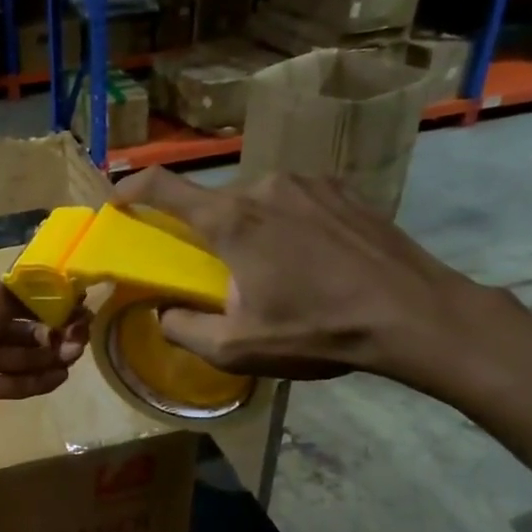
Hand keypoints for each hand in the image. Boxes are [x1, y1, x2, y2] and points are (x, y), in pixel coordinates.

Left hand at [0, 272, 88, 407]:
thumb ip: (28, 300)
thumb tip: (63, 297)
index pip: (24, 301)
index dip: (53, 306)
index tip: (81, 311)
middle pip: (26, 330)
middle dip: (55, 333)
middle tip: (80, 339)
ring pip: (20, 358)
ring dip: (50, 356)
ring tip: (75, 356)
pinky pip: (9, 383)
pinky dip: (35, 381)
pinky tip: (61, 377)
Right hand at [113, 169, 497, 391]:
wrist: (414, 314)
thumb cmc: (319, 330)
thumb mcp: (237, 348)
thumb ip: (184, 329)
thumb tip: (162, 312)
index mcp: (232, 221)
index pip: (164, 189)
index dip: (132, 189)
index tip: (117, 200)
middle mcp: (265, 187)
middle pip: (216, 206)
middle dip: (210, 237)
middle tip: (226, 277)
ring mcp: (308, 183)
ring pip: (257, 204)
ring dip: (252, 233)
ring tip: (280, 274)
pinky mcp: (342, 189)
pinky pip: (295, 202)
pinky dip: (287, 226)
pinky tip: (313, 261)